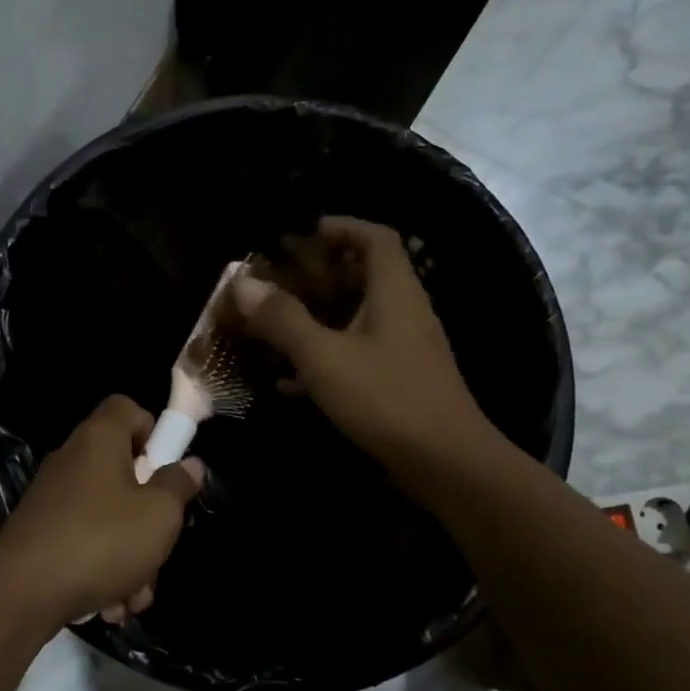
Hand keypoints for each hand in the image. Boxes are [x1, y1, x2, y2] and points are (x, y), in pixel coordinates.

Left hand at [0, 396, 204, 632]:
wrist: (22, 593)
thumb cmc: (102, 540)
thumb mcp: (159, 514)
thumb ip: (178, 485)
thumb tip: (189, 465)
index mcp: (100, 439)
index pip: (127, 408)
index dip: (153, 431)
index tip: (168, 468)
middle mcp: (73, 460)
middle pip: (124, 472)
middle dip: (149, 516)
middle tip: (161, 544)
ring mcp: (54, 499)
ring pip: (108, 518)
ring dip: (130, 558)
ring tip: (136, 596)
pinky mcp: (41, 534)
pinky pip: (85, 543)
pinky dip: (101, 571)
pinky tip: (110, 606)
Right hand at [235, 216, 500, 497]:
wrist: (445, 463)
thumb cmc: (386, 399)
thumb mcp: (324, 357)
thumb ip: (284, 320)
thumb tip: (244, 285)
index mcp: (394, 292)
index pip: (376, 238)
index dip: (343, 227)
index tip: (305, 234)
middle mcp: (404, 312)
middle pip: (366, 276)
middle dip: (322, 274)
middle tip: (282, 280)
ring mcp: (404, 349)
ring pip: (358, 318)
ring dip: (320, 318)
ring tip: (277, 326)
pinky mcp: (399, 382)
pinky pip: (358, 355)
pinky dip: (326, 357)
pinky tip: (290, 382)